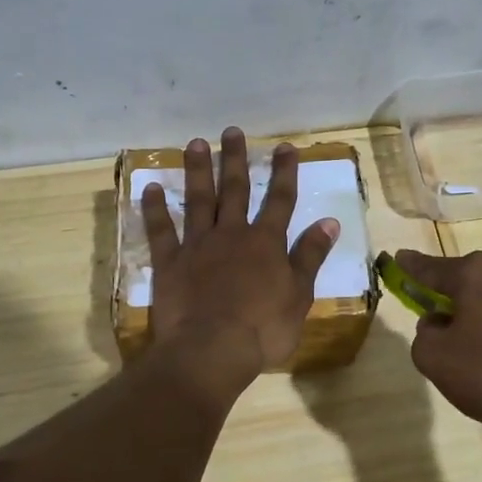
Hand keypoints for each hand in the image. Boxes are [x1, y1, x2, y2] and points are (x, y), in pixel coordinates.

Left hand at [142, 128, 339, 385]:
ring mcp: (198, 246)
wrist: (212, 349)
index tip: (285, 147)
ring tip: (196, 143)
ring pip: (198, 200)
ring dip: (197, 171)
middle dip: (236, 160)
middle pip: (235, 190)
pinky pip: (160, 230)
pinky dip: (155, 209)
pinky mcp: (170, 262)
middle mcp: (232, 234)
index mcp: (266, 243)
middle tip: (232, 131)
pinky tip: (150, 187)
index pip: (280, 200)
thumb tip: (330, 221)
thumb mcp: (299, 294)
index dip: (284, 172)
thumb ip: (310, 256)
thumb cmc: (263, 328)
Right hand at [396, 249, 481, 437]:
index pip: (429, 268)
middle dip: (452, 329)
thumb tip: (438, 326)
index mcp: (474, 273)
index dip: (409, 268)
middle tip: (447, 364)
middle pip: (463, 297)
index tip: (397, 258)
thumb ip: (423, 336)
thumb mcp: (435, 359)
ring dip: (481, 357)